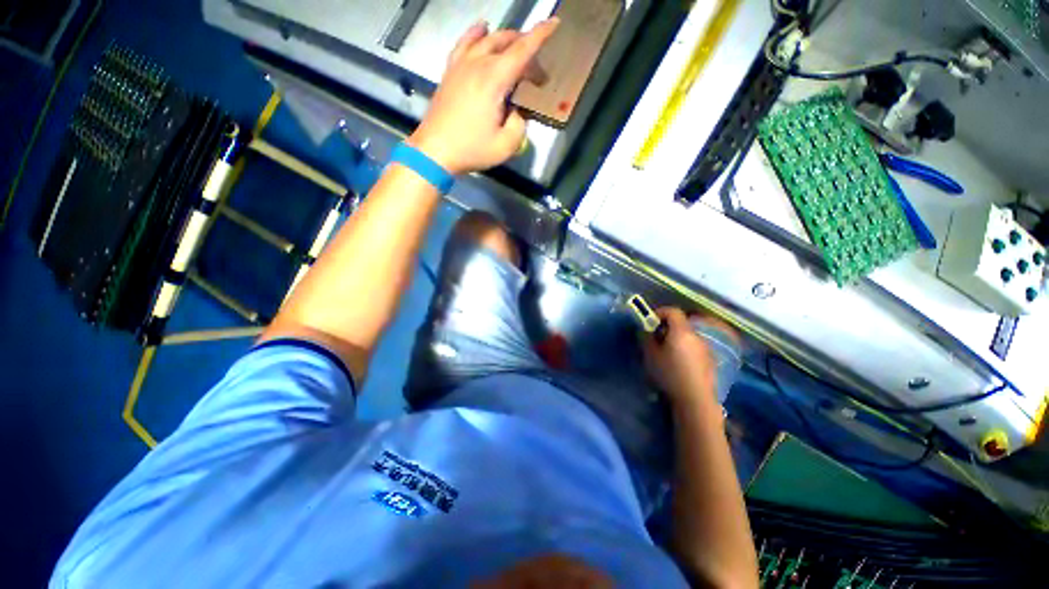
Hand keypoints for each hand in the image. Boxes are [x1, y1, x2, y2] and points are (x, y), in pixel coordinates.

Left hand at [407, 18, 559, 175]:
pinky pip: (464, 43)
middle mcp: (478, 63)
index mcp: (494, 79)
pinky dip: (476, 34)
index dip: (540, 35)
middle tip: (535, 70)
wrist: (434, 151)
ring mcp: (461, 65)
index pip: (522, 50)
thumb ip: (520, 125)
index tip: (554, 22)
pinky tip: (481, 30)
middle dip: (526, 47)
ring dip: (505, 39)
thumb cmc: (471, 149)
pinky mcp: (450, 71)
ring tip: (515, 46)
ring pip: (486, 38)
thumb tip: (517, 112)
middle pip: (506, 42)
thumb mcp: (505, 145)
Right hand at [642, 308, 737, 406]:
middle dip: (666, 328)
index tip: (650, 322)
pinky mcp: (710, 361)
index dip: (660, 312)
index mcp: (681, 331)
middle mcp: (696, 336)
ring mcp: (705, 348)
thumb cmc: (669, 374)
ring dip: (676, 339)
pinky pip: (694, 348)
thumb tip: (646, 330)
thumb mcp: (650, 355)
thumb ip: (646, 339)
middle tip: (654, 339)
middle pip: (681, 324)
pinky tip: (678, 365)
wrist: (695, 399)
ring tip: (665, 353)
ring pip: (687, 336)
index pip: (673, 311)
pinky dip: (685, 349)